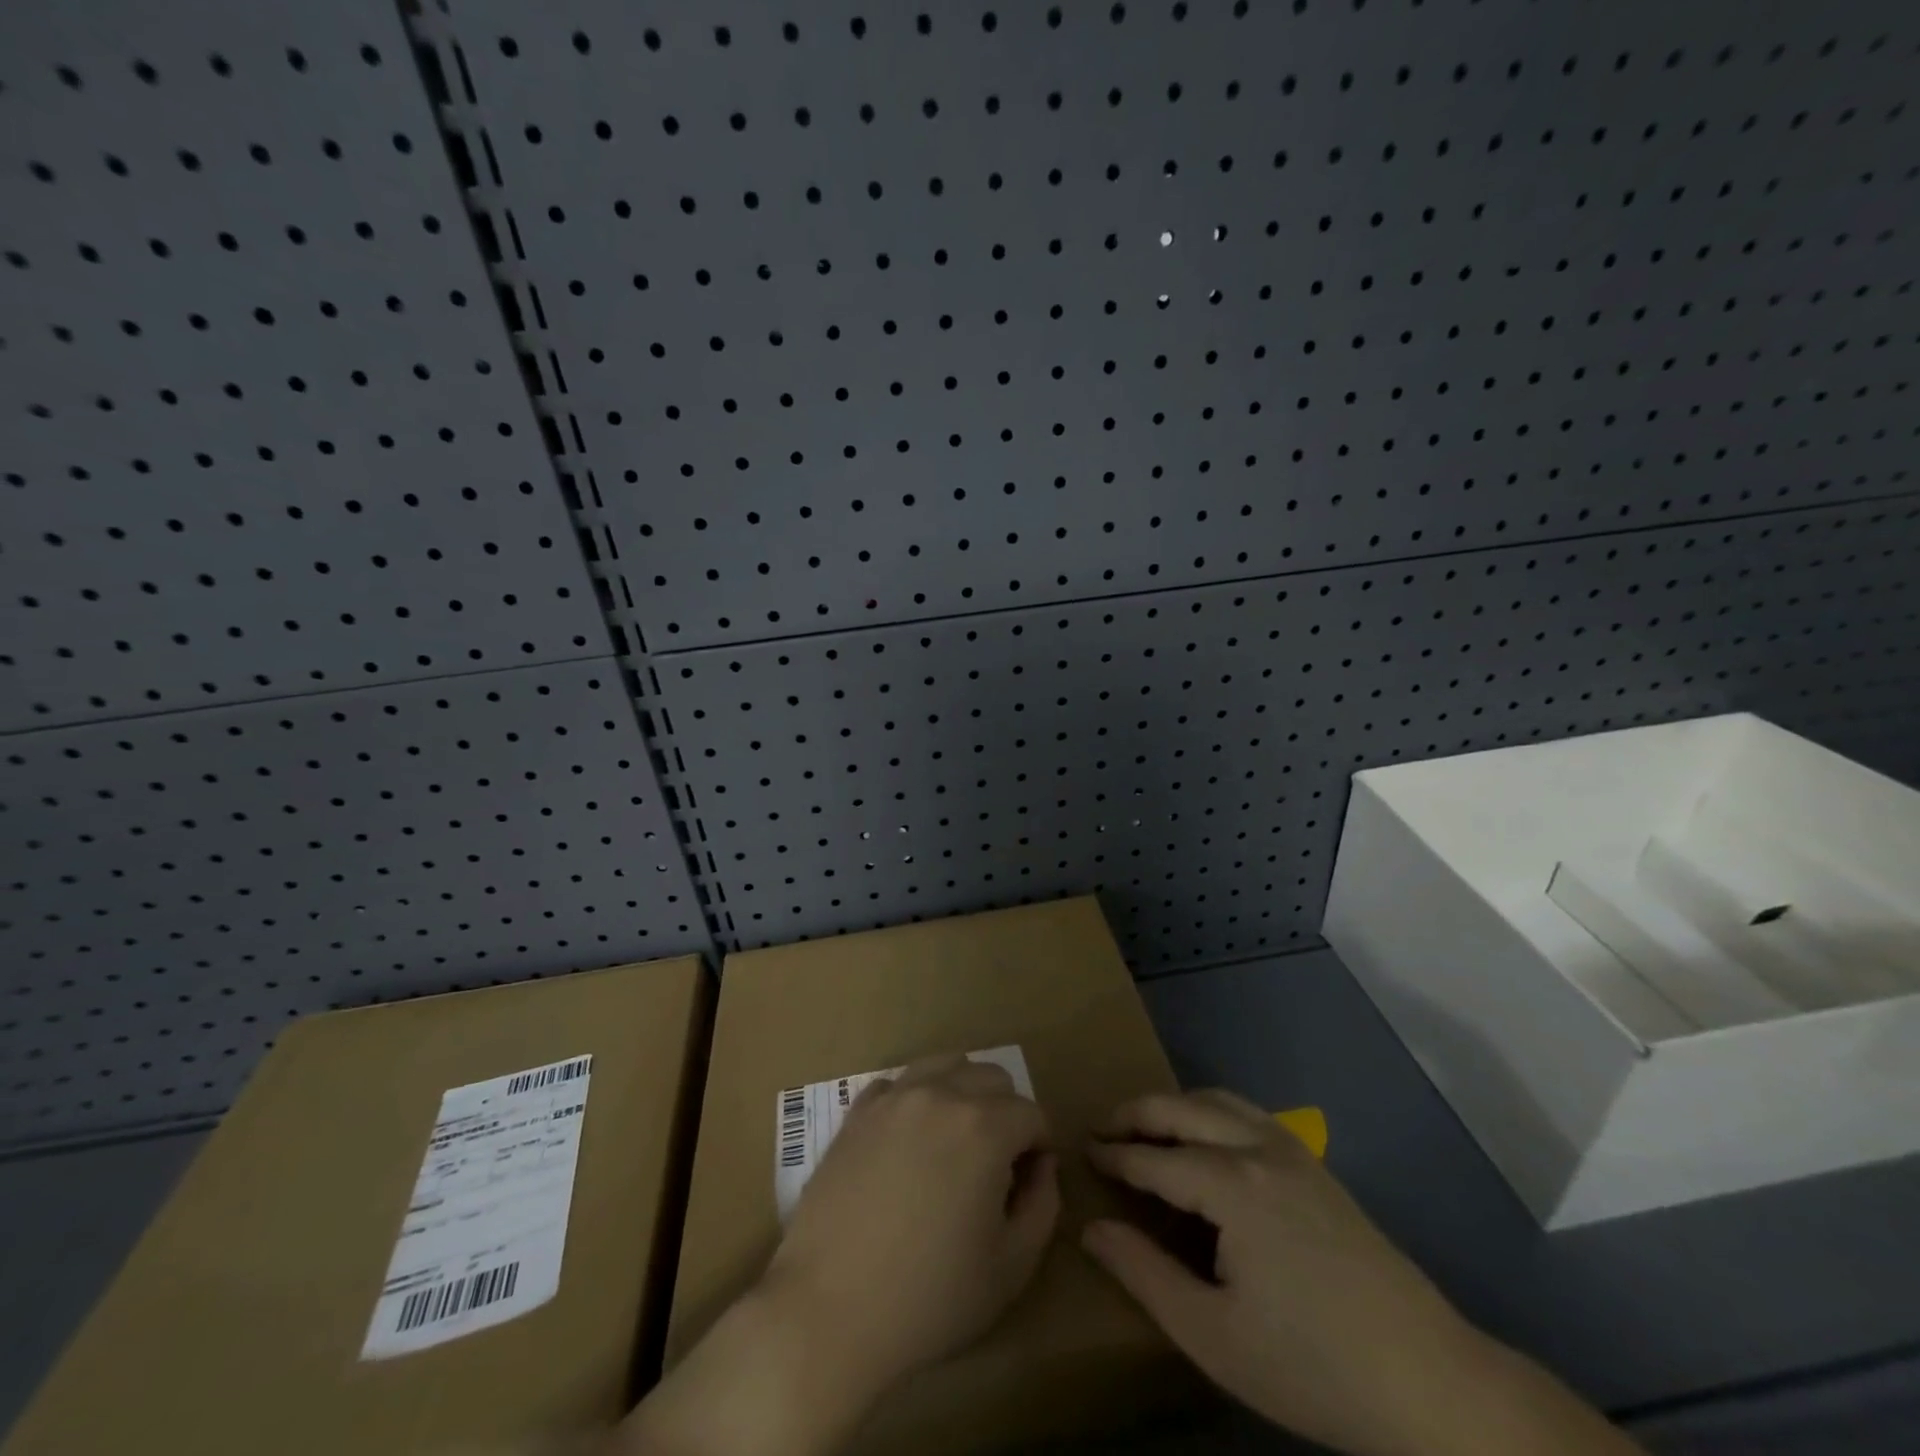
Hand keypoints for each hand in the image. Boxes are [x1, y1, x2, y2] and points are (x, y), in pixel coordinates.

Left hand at [615, 1055, 1057, 1455]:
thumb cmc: (929, 1298)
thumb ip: (1042, 1205)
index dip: (1039, 1147)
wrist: (828, 1309)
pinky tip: (909, 1143)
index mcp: (984, 1126)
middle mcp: (941, 1094)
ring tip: (955, 1142)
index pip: (1032, 1113)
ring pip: (946, 1065)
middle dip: (1007, 1112)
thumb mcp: (1012, 1267)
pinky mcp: (858, 1111)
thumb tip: (1040, 1165)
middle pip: (992, 1077)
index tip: (1027, 1183)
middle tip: (996, 1164)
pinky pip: (899, 1084)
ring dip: (963, 1093)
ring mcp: (894, 1097)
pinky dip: (916, 1100)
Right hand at [1084, 1090, 1639, 1455]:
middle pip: (1181, 1109)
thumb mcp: (1213, 1335)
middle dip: (1136, 1114)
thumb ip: (1144, 1274)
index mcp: (1230, 1185)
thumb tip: (1091, 1229)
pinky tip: (1208, 1141)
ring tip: (1147, 1129)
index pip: (1153, 1158)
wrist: (1429, 1379)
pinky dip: (1211, 1110)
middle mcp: (1256, 1148)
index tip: (1083, 1152)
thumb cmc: (1311, 1363)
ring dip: (1174, 1106)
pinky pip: (1247, 1112)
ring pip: (1216, 1100)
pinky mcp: (1314, 1163)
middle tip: (1103, 1130)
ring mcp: (1291, 1150)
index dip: (1114, 1156)